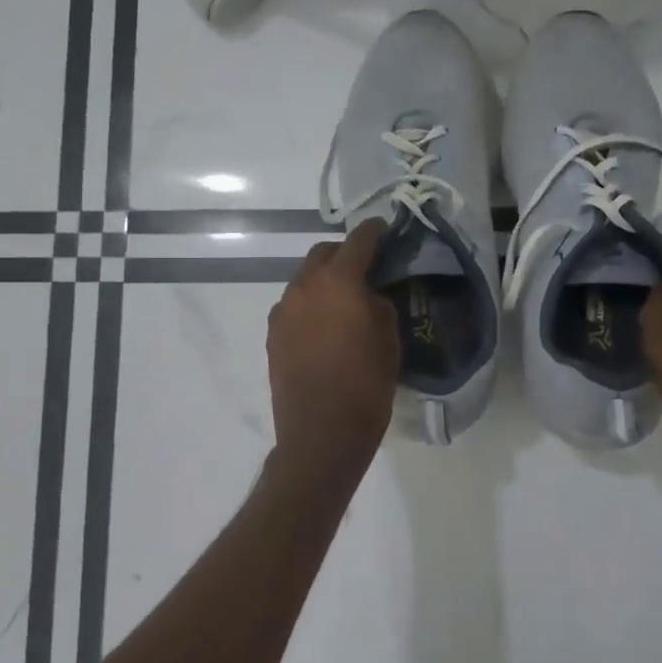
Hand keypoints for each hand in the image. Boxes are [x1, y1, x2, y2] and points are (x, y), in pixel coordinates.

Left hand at [267, 218, 400, 461]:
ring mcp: (282, 311)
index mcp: (337, 282)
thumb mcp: (389, 340)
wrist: (321, 434)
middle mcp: (303, 287)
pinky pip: (293, 305)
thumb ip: (379, 304)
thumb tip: (367, 295)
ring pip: (304, 280)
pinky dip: (310, 304)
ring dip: (324, 280)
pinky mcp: (272, 335)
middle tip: (365, 267)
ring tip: (344, 300)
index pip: (358, 241)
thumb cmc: (365, 386)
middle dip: (344, 254)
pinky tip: (325, 325)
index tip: (384, 228)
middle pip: (322, 254)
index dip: (374, 231)